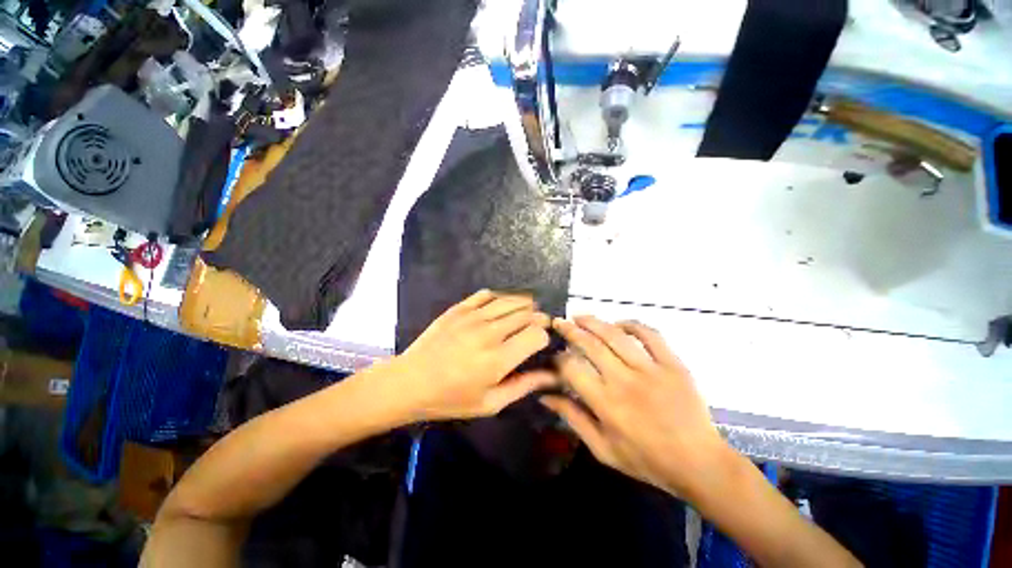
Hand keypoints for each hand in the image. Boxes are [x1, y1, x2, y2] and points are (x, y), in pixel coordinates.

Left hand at [389, 290, 556, 421]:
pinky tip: (500, 307)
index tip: (540, 344)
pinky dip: (500, 298)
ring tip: (526, 313)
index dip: (544, 337)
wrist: (410, 382)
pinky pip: (487, 294)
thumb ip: (524, 386)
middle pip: (527, 313)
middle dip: (539, 318)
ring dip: (524, 305)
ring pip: (511, 300)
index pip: (537, 334)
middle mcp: (489, 332)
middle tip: (537, 327)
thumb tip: (552, 375)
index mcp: (499, 359)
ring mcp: (473, 316)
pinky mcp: (459, 308)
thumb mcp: (490, 403)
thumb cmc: (451, 398)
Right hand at [542, 316, 729, 497]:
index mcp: (606, 404)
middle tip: (559, 322)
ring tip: (579, 316)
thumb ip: (572, 418)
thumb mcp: (602, 449)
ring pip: (615, 335)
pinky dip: (632, 324)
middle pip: (591, 345)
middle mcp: (625, 381)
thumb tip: (544, 396)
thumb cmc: (646, 460)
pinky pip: (650, 335)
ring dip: (594, 322)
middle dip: (570, 330)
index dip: (558, 358)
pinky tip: (618, 324)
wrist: (699, 463)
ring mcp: (651, 370)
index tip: (554, 355)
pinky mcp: (673, 364)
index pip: (572, 369)